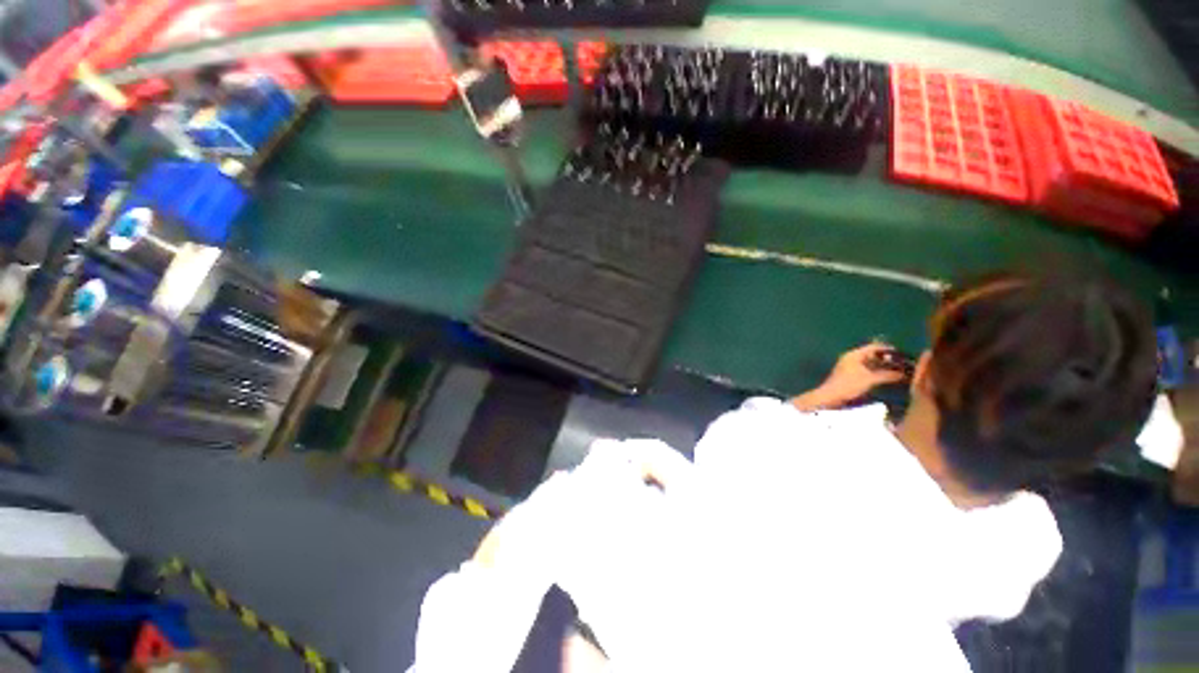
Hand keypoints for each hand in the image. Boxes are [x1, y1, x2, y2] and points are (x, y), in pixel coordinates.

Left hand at [792, 343, 907, 410]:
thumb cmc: (848, 385)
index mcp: (854, 355)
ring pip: (869, 363)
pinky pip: (866, 370)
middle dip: (887, 359)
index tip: (903, 354)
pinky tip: (885, 377)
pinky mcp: (849, 375)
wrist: (830, 397)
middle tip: (903, 363)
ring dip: (882, 366)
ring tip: (898, 371)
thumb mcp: (870, 379)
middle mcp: (851, 358)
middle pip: (872, 354)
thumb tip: (903, 373)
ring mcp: (849, 366)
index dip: (888, 349)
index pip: (873, 347)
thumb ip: (887, 375)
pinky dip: (876, 372)